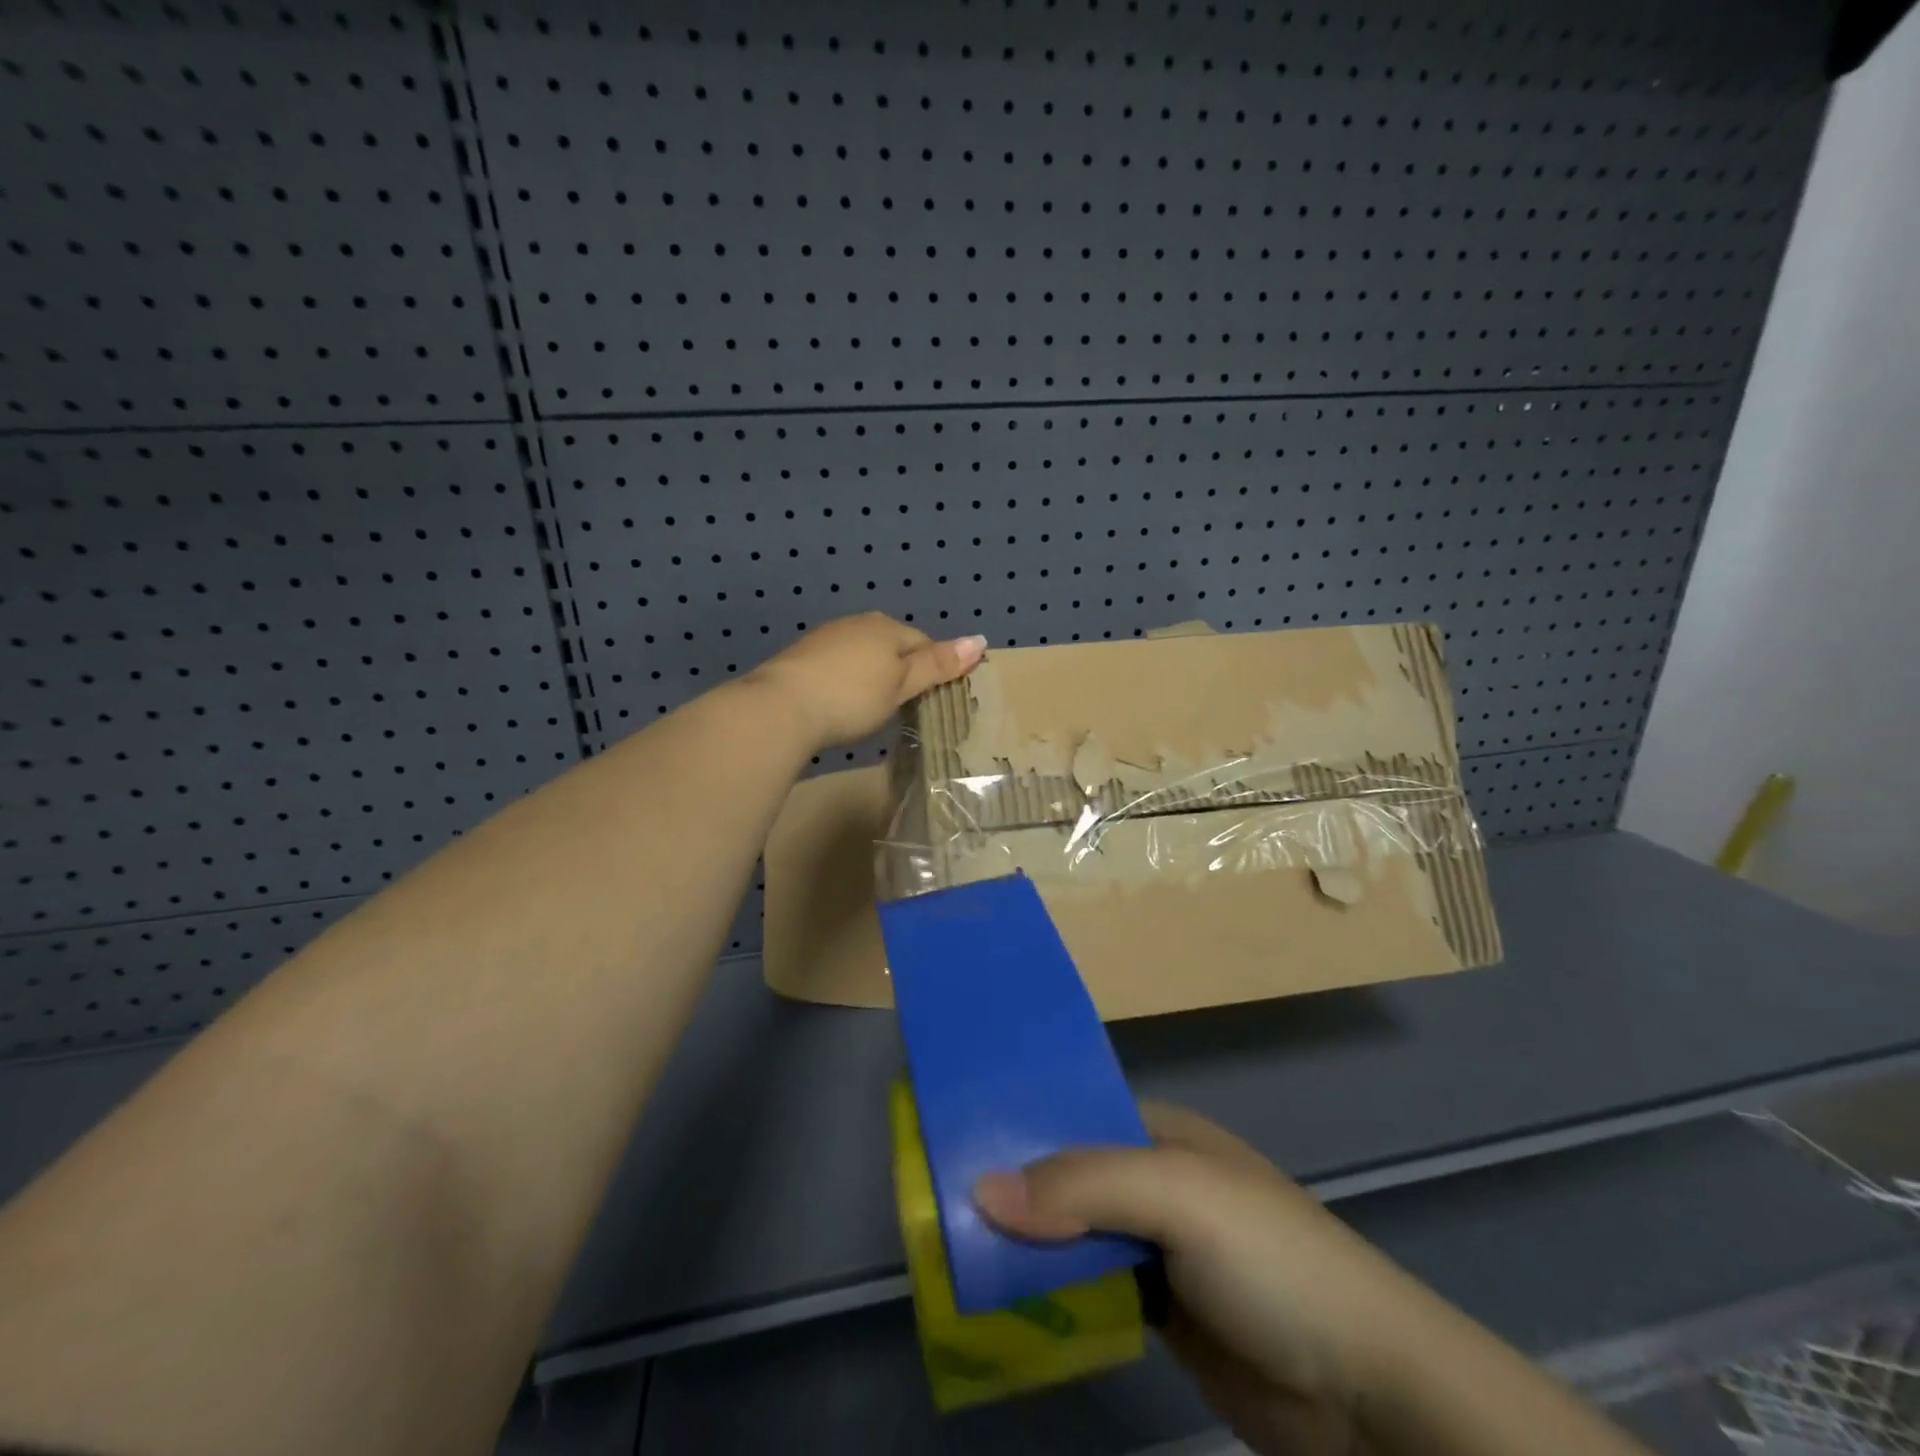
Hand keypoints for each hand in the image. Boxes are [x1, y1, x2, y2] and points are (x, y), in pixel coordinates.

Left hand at [746, 613, 986, 754]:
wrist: (780, 708)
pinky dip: (846, 682)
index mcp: (887, 627)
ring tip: (872, 709)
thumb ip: (938, 664)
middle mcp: (857, 624)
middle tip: (904, 708)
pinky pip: (839, 666)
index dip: (933, 670)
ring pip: (864, 655)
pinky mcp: (802, 657)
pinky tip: (841, 704)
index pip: (924, 643)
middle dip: (901, 672)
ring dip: (873, 677)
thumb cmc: (852, 698)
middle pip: (893, 646)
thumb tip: (980, 639)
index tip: (931, 700)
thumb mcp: (902, 685)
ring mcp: (826, 638)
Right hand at [975, 1103, 1408, 1455]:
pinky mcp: (1157, 1310)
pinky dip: (1051, 1294)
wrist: (1364, 1389)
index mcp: (1159, 1134)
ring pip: (1072, 1235)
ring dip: (1025, 1244)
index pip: (1074, 1116)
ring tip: (951, 1249)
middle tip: (936, 1202)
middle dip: (1012, 1190)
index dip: (1017, 1125)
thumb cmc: (1269, 1259)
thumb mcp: (1175, 1198)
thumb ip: (1080, 1188)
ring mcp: (1155, 1248)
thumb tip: (981, 1189)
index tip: (953, 1139)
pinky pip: (1088, 1291)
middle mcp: (1152, 1182)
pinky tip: (1001, 1299)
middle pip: (1066, 1177)